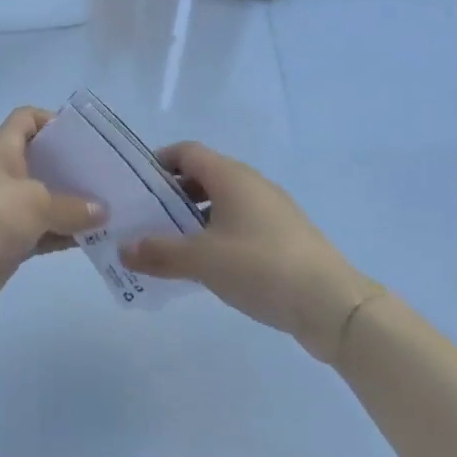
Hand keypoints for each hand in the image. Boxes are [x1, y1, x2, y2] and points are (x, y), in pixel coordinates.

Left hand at [0, 107, 104, 326]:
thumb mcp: (35, 203)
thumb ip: (71, 206)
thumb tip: (102, 210)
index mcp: (2, 150)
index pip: (26, 119)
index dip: (52, 121)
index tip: (83, 138)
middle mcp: (3, 174)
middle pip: (41, 160)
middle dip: (73, 167)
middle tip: (107, 176)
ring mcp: (4, 210)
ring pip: (45, 199)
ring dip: (73, 205)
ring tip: (110, 210)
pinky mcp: (8, 241)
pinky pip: (43, 232)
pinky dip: (64, 234)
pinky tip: (92, 240)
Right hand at [122, 144, 381, 361]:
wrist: (333, 304)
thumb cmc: (261, 267)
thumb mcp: (203, 261)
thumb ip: (160, 252)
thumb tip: (123, 248)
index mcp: (231, 176)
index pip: (186, 152)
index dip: (159, 162)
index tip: (137, 186)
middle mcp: (252, 183)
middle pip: (203, 176)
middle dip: (173, 195)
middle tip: (147, 220)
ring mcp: (272, 209)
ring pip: (223, 202)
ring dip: (195, 218)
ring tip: (172, 247)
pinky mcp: (285, 236)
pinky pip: (241, 222)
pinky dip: (218, 234)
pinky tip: (210, 266)